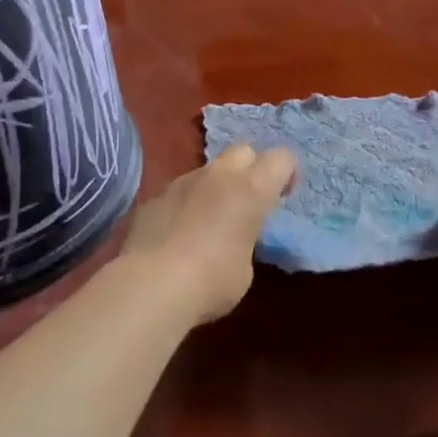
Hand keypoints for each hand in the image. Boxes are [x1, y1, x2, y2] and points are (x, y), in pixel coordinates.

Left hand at [119, 145, 297, 324]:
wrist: (151, 286)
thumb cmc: (212, 281)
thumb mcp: (245, 268)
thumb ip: (244, 241)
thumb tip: (232, 240)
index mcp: (251, 189)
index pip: (281, 158)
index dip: (286, 173)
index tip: (282, 197)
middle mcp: (218, 176)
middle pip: (243, 151)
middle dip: (250, 169)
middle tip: (247, 202)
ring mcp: (182, 182)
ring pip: (208, 170)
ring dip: (215, 187)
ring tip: (209, 221)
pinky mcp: (154, 197)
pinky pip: (179, 191)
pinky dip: (185, 204)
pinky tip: (178, 234)